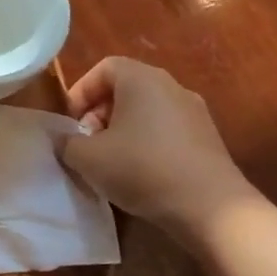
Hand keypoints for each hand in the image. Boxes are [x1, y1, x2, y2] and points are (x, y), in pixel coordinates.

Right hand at [56, 57, 257, 239]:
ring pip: (146, 110)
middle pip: (126, 88)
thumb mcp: (86, 157)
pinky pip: (166, 129)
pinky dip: (146, 142)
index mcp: (142, 80)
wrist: (210, 208)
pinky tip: (139, 172)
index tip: (71, 122)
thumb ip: (66, 142)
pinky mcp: (207, 138)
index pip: (104, 68)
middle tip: (87, 142)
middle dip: (99, 112)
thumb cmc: (141, 169)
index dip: (80, 91)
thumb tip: (66, 139)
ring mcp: (195, 112)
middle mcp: (172, 87)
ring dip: (122, 129)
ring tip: (110, 160)